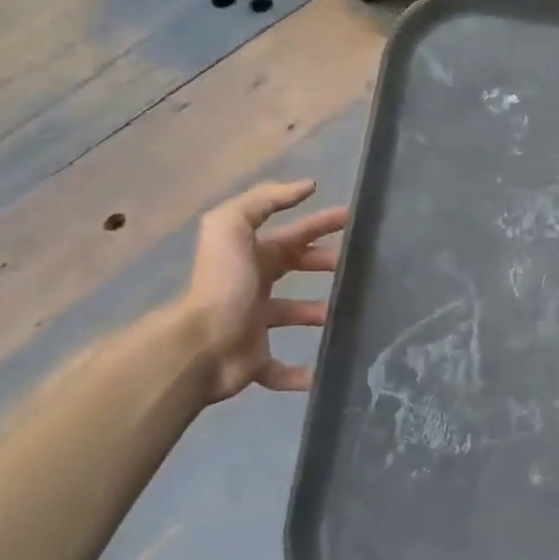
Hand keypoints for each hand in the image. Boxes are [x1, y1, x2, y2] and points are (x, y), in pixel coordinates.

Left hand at [181, 180, 346, 402]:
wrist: (199, 346)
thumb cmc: (222, 284)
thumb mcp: (232, 227)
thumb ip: (264, 200)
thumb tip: (306, 186)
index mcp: (251, 256)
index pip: (293, 234)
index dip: (321, 223)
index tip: (354, 220)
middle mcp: (252, 287)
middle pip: (295, 269)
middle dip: (325, 264)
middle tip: (360, 267)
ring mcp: (253, 325)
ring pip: (294, 315)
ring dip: (320, 314)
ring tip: (351, 314)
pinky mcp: (254, 362)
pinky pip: (281, 369)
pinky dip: (302, 373)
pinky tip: (324, 371)